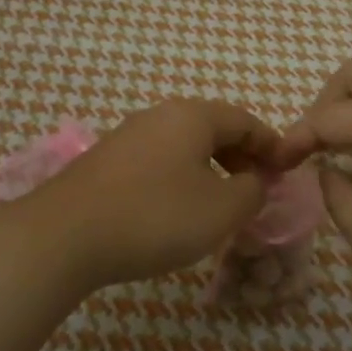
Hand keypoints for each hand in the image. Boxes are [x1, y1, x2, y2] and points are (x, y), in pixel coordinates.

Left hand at [14, 99, 282, 292]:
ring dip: (210, 169)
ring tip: (220, 203)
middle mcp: (160, 114)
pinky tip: (176, 209)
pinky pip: (158, 160)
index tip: (286, 171)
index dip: (271, 145)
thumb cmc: (155, 216)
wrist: (65, 236)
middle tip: (256, 190)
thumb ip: (252, 192)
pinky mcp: (106, 160)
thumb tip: (257, 180)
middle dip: (241, 157)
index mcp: (193, 116)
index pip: (245, 121)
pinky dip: (180, 177)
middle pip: (213, 128)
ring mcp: (129, 135)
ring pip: (183, 145)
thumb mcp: (221, 210)